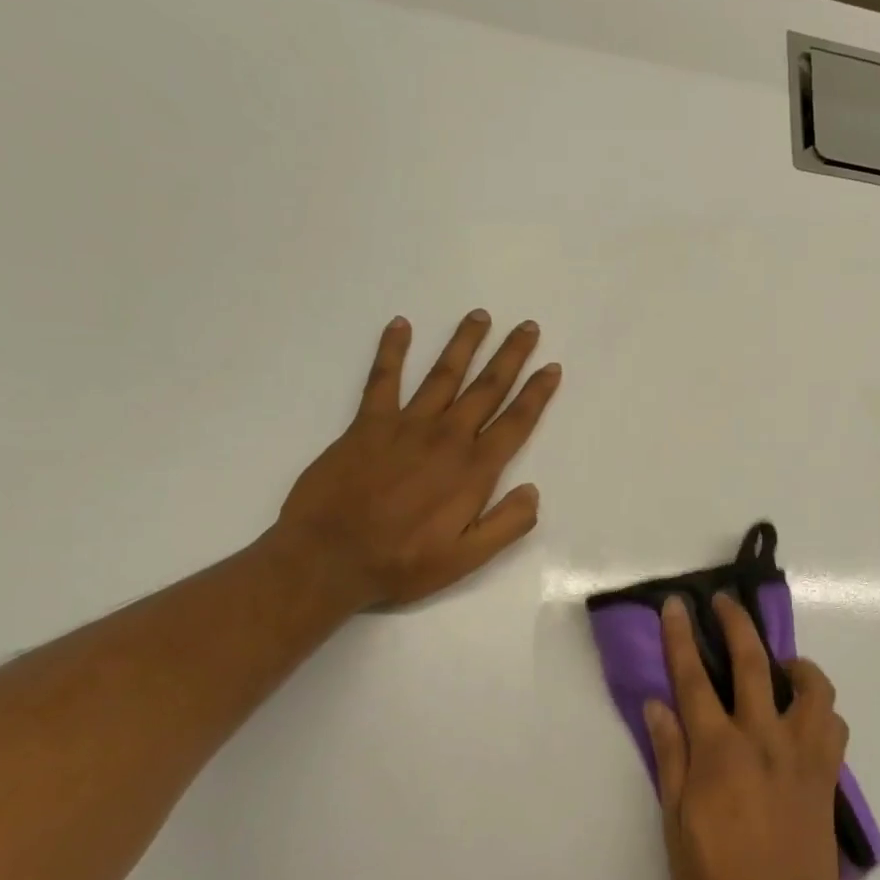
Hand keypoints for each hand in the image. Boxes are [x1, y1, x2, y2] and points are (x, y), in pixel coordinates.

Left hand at [277, 310, 560, 609]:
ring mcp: (405, 425)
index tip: (551, 367)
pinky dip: (392, 350)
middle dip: (510, 355)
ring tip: (480, 316)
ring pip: (444, 374)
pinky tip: (400, 325)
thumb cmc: (402, 562)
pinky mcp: (367, 424)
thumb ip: (507, 524)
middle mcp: (446, 437)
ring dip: (464, 343)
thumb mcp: (467, 558)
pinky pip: (382, 379)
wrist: (327, 559)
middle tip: (526, 326)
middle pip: (487, 388)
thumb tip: (533, 490)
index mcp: (474, 469)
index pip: (515, 421)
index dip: (537, 393)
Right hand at [644, 593, 850, 879]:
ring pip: (811, 684)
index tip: (677, 604)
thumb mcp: (675, 826)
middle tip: (725, 602)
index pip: (693, 679)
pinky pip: (833, 722)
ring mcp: (803, 753)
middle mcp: (764, 738)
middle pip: (752, 662)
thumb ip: (670, 759)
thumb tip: (658, 705)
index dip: (681, 637)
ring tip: (781, 666)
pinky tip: (805, 716)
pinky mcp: (828, 772)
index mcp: (719, 752)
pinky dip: (820, 707)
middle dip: (735, 623)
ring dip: (795, 663)